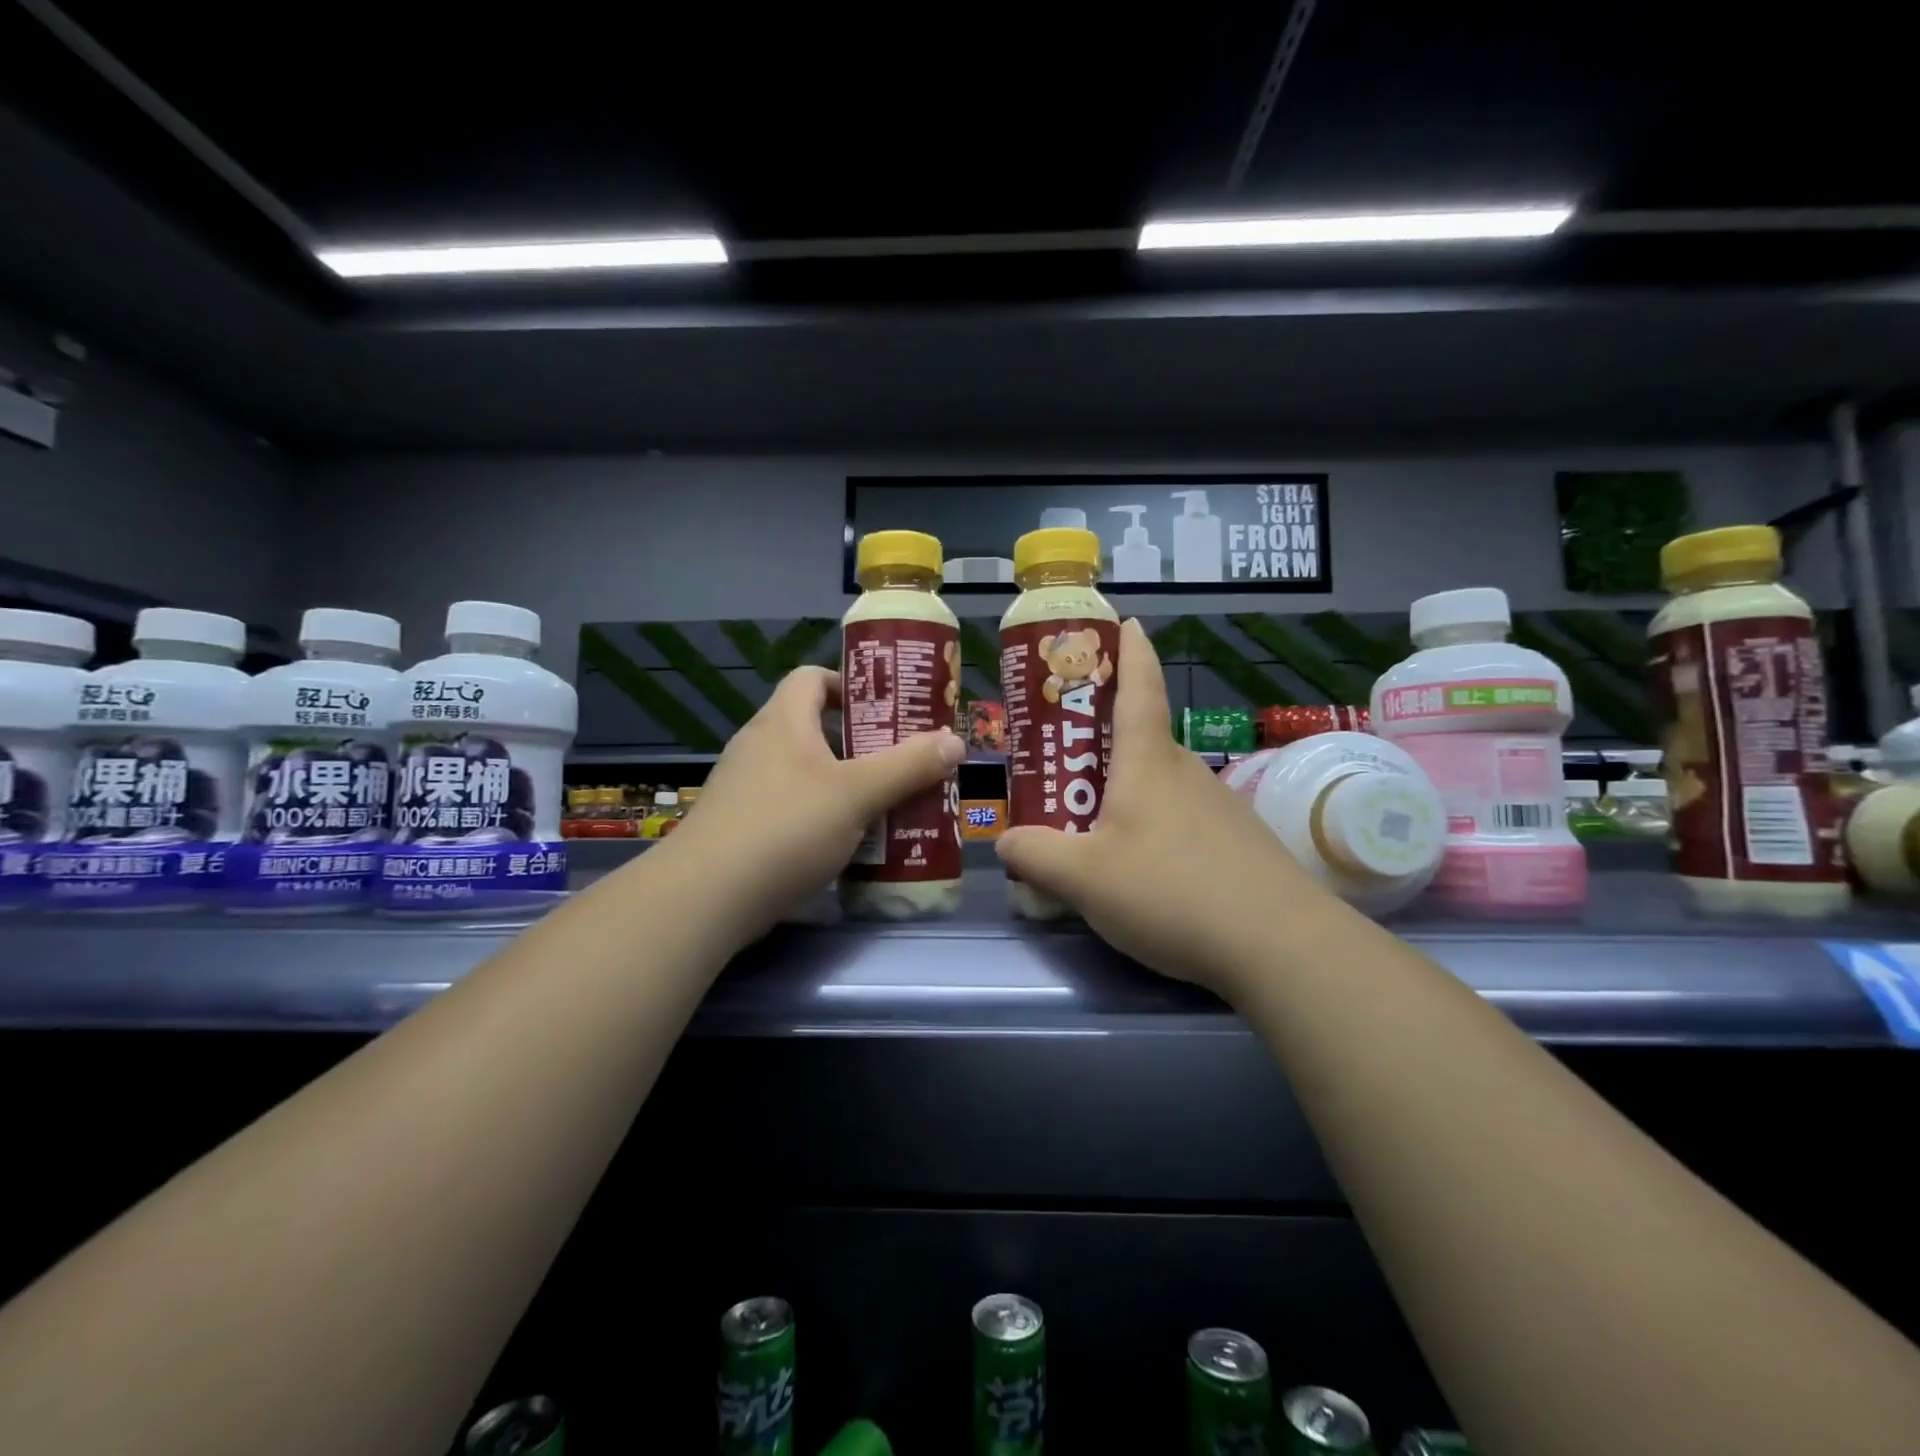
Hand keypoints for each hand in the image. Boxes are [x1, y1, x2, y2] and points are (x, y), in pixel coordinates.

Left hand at [658, 666, 963, 947]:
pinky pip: (791, 809)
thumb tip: (954, 741)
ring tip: (887, 805)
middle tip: (903, 762)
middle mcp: (759, 746)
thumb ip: (908, 766)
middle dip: (862, 744)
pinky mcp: (740, 828)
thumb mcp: (857, 794)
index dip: (850, 685)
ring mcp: (744, 789)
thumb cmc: (785, 828)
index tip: (887, 710)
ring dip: (846, 785)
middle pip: (814, 728)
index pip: (812, 678)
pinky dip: (822, 818)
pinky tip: (849, 845)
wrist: (705, 898)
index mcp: (782, 721)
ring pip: (806, 774)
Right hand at [996, 619, 1331, 996]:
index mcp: (1149, 762)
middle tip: (1064, 756)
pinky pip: (1182, 821)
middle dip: (1104, 739)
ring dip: (1126, 791)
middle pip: (1142, 740)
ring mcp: (1219, 808)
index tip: (1128, 622)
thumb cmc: (1170, 890)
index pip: (1140, 687)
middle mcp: (1187, 773)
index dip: (1131, 652)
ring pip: (1161, 785)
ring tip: (1091, 824)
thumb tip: (1006, 842)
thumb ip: (1035, 856)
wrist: (1280, 945)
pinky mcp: (1238, 844)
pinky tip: (1142, 870)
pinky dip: (1154, 828)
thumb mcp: (1083, 878)